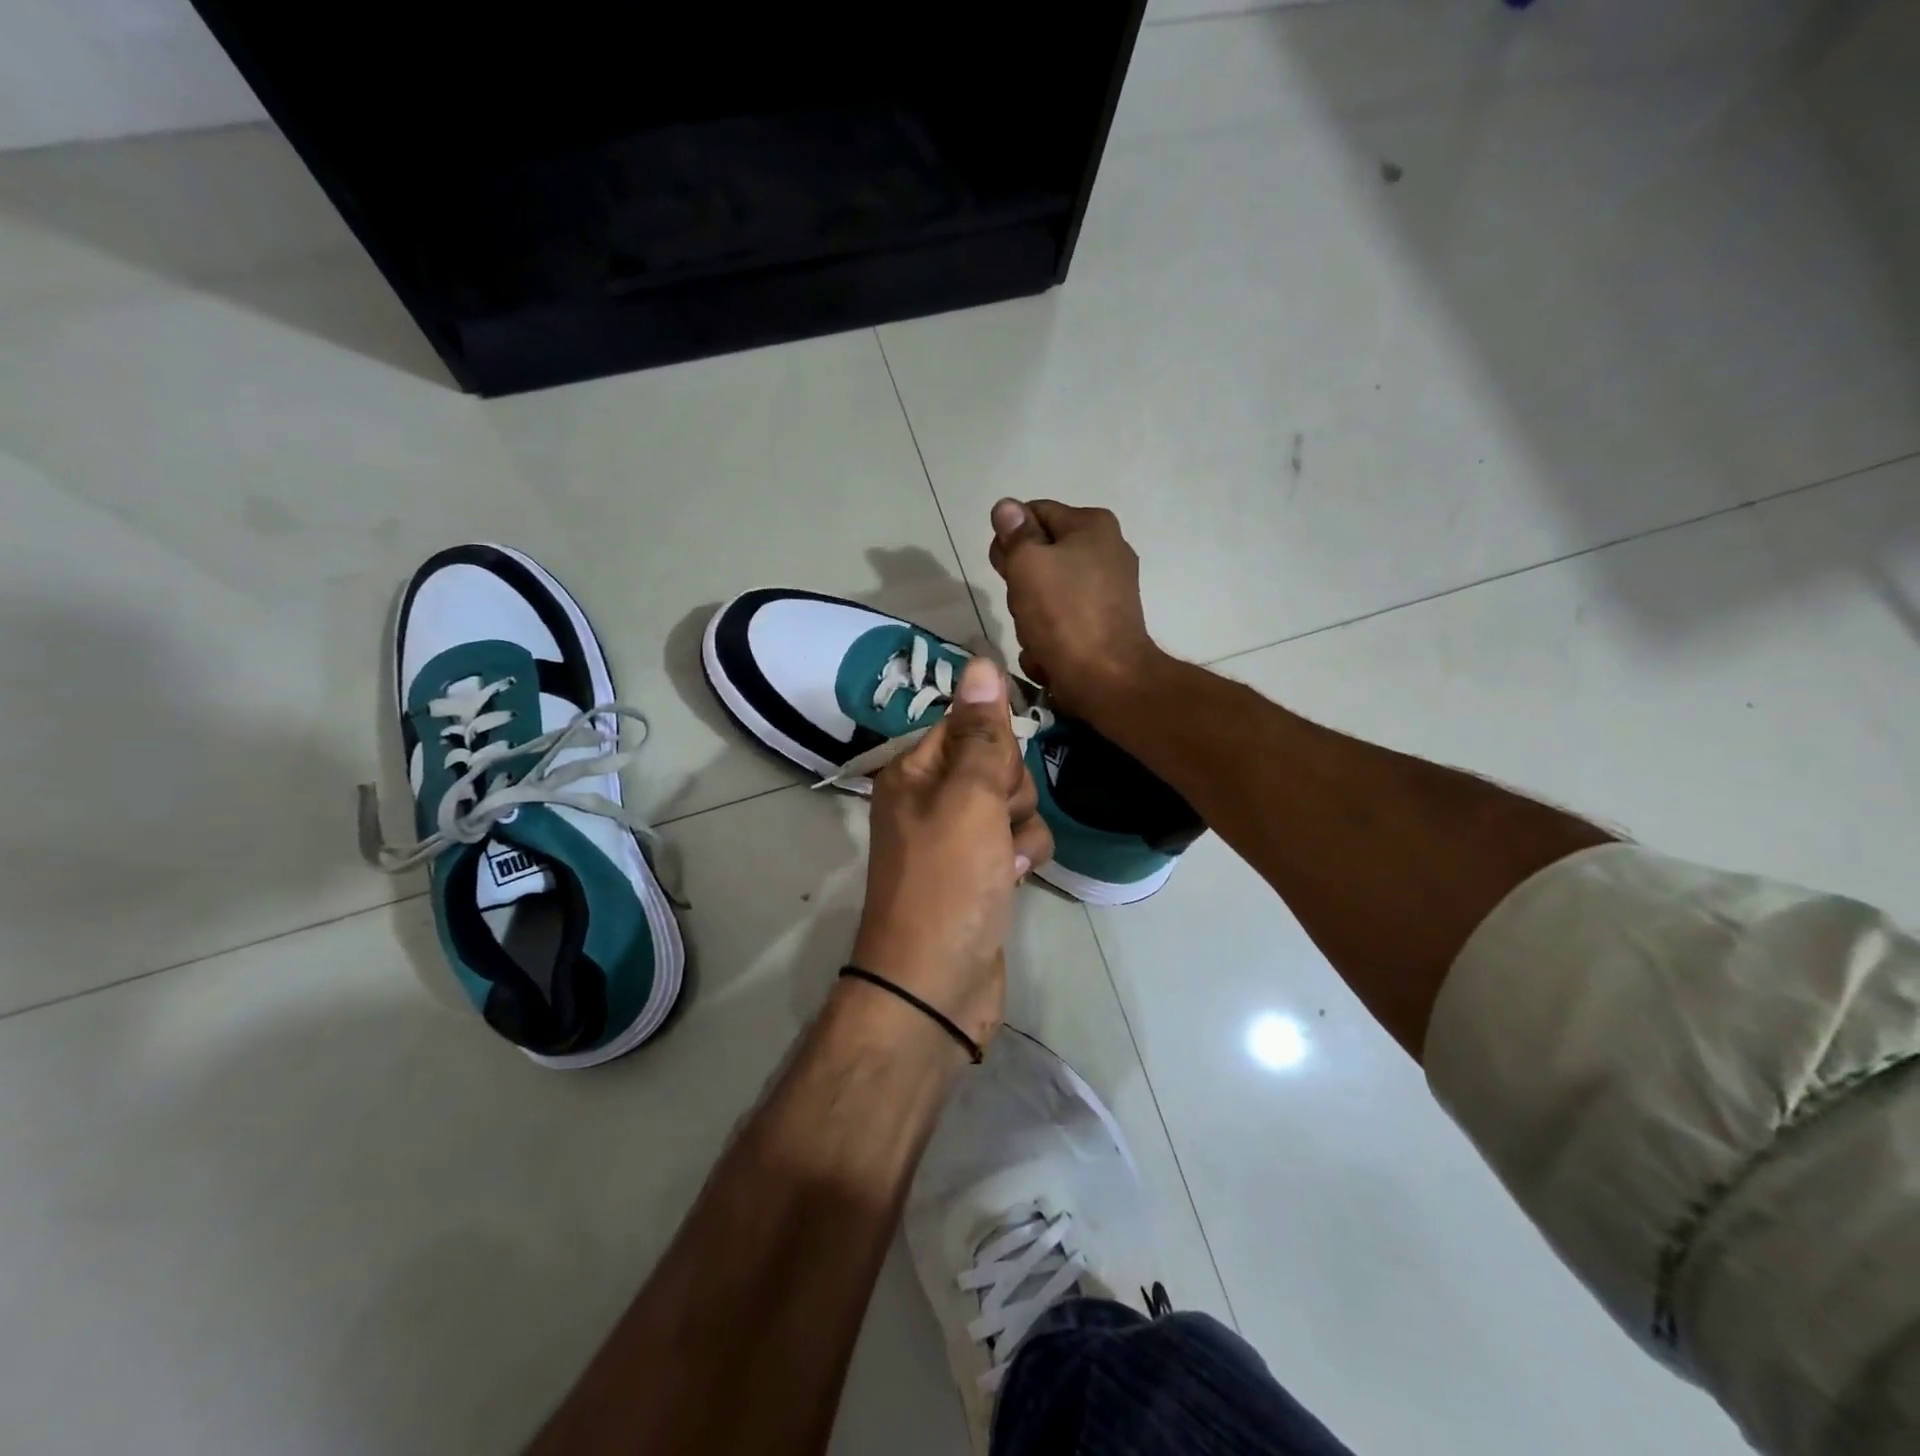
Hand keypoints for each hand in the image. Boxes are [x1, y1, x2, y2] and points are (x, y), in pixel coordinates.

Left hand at [849, 658, 1052, 1053]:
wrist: (936, 986)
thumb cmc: (947, 884)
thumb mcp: (968, 799)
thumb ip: (982, 732)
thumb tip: (981, 660)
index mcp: (913, 773)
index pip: (965, 724)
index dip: (992, 744)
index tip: (997, 772)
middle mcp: (931, 800)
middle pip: (994, 762)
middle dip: (1009, 789)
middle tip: (994, 820)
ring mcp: (957, 839)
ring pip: (1013, 803)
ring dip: (1020, 827)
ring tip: (1003, 860)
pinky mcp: (981, 873)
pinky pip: (1017, 841)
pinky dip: (1022, 857)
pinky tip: (1013, 881)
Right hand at [988, 499, 1164, 715]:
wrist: (1106, 679)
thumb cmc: (1064, 615)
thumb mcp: (1028, 565)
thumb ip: (1015, 534)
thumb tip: (1007, 507)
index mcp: (1093, 526)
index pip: (1033, 514)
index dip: (1008, 539)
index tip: (1001, 568)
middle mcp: (1107, 552)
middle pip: (1040, 556)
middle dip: (1020, 584)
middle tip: (1020, 604)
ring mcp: (1108, 592)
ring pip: (1046, 594)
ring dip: (1030, 616)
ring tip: (1035, 635)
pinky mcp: (1104, 626)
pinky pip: (1062, 622)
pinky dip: (1050, 637)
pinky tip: (1048, 653)